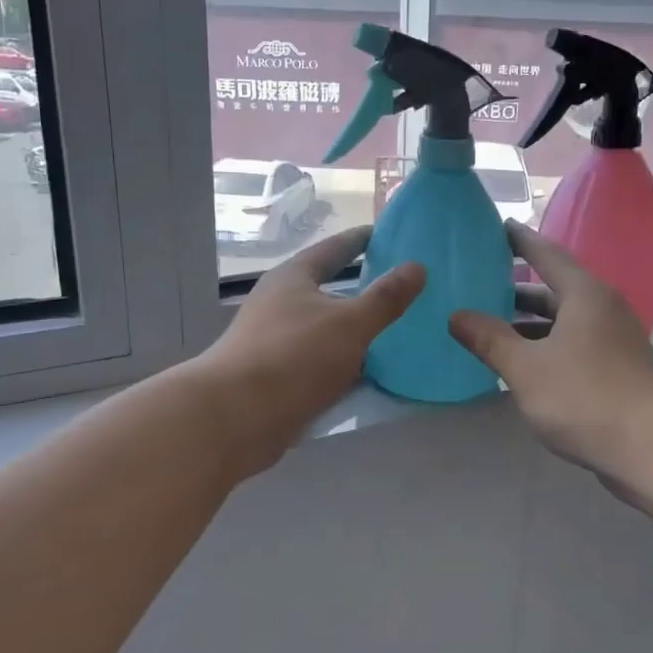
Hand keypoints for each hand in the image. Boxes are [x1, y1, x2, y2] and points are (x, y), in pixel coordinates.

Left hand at [192, 226, 424, 479]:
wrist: (235, 419)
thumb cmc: (293, 358)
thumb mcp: (349, 324)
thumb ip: (385, 298)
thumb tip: (417, 266)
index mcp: (293, 278)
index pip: (334, 248)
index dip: (361, 240)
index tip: (388, 234)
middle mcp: (281, 303)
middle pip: (328, 288)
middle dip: (362, 286)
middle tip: (402, 285)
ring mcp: (276, 341)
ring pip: (325, 327)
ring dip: (354, 328)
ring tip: (395, 329)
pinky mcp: (277, 376)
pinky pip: (321, 360)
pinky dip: (345, 361)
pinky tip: (371, 371)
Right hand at [449, 223, 652, 479]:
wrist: (650, 447)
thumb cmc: (584, 397)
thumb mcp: (526, 368)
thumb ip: (489, 339)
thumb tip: (456, 316)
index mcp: (584, 294)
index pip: (546, 253)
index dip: (519, 239)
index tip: (497, 226)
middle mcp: (602, 308)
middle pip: (554, 288)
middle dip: (516, 288)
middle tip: (478, 283)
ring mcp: (613, 339)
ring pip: (563, 320)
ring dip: (529, 322)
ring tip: (489, 326)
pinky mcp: (616, 367)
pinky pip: (573, 343)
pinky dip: (545, 345)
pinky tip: (521, 362)